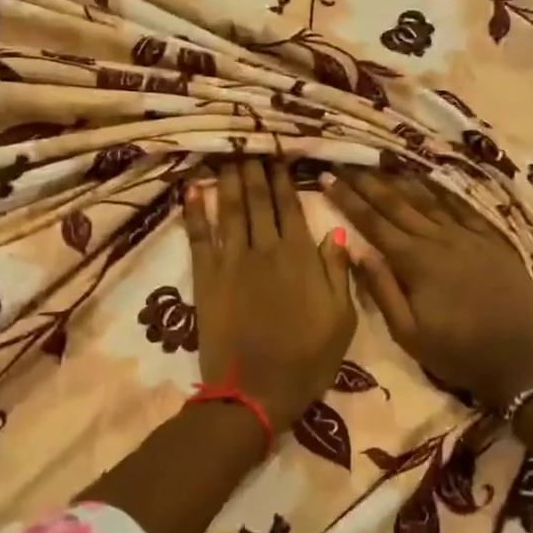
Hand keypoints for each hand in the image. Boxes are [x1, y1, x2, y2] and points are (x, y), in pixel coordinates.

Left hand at [187, 160, 354, 432]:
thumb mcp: (341, 320)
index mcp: (300, 256)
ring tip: (225, 153)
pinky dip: (194, 211)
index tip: (277, 152)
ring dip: (227, 178)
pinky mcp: (206, 277)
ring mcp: (232, 261)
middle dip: (253, 168)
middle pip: (257, 199)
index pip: (290, 206)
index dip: (283, 177)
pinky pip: (199, 236)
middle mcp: (264, 249)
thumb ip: (338, 271)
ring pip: (229, 209)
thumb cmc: (307, 360)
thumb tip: (336, 230)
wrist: (256, 391)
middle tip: (247, 140)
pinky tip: (192, 189)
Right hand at [325, 168, 532, 409]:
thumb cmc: (458, 353)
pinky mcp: (493, 240)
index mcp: (415, 262)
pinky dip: (443, 191)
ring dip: (402, 180)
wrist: (523, 359)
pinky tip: (432, 181)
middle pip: (397, 204)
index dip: (347, 199)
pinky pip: (463, 207)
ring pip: (429, 199)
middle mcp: (440, 239)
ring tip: (382, 163)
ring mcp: (469, 236)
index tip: (326, 178)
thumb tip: (357, 250)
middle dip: (368, 182)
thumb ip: (382, 289)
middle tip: (346, 163)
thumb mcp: (408, 333)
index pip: (373, 223)